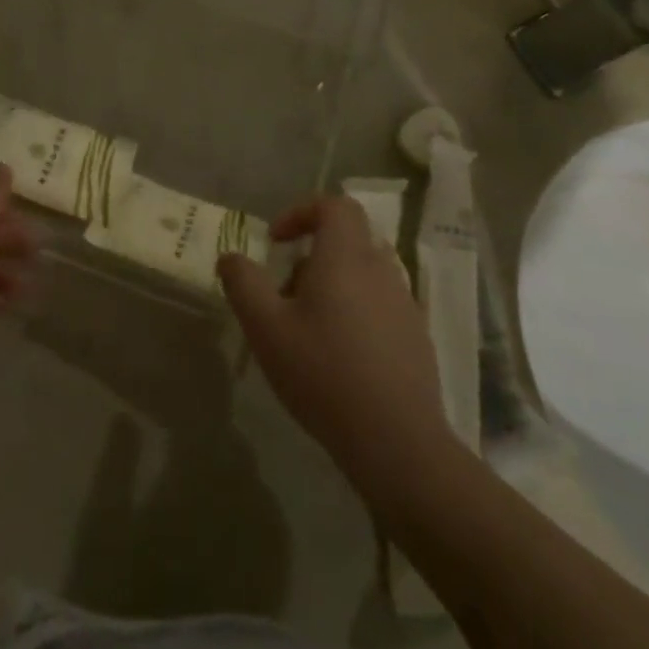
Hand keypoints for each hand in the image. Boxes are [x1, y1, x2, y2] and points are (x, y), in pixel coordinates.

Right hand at [217, 197, 450, 485]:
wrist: (398, 443)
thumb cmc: (324, 374)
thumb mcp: (265, 327)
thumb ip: (243, 283)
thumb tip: (231, 257)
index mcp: (346, 256)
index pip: (334, 205)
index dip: (302, 212)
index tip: (277, 242)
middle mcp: (381, 269)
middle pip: (348, 239)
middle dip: (312, 256)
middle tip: (285, 294)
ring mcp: (405, 304)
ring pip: (364, 274)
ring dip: (333, 286)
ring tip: (309, 330)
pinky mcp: (417, 338)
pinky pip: (381, 305)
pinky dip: (356, 313)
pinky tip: (340, 358)